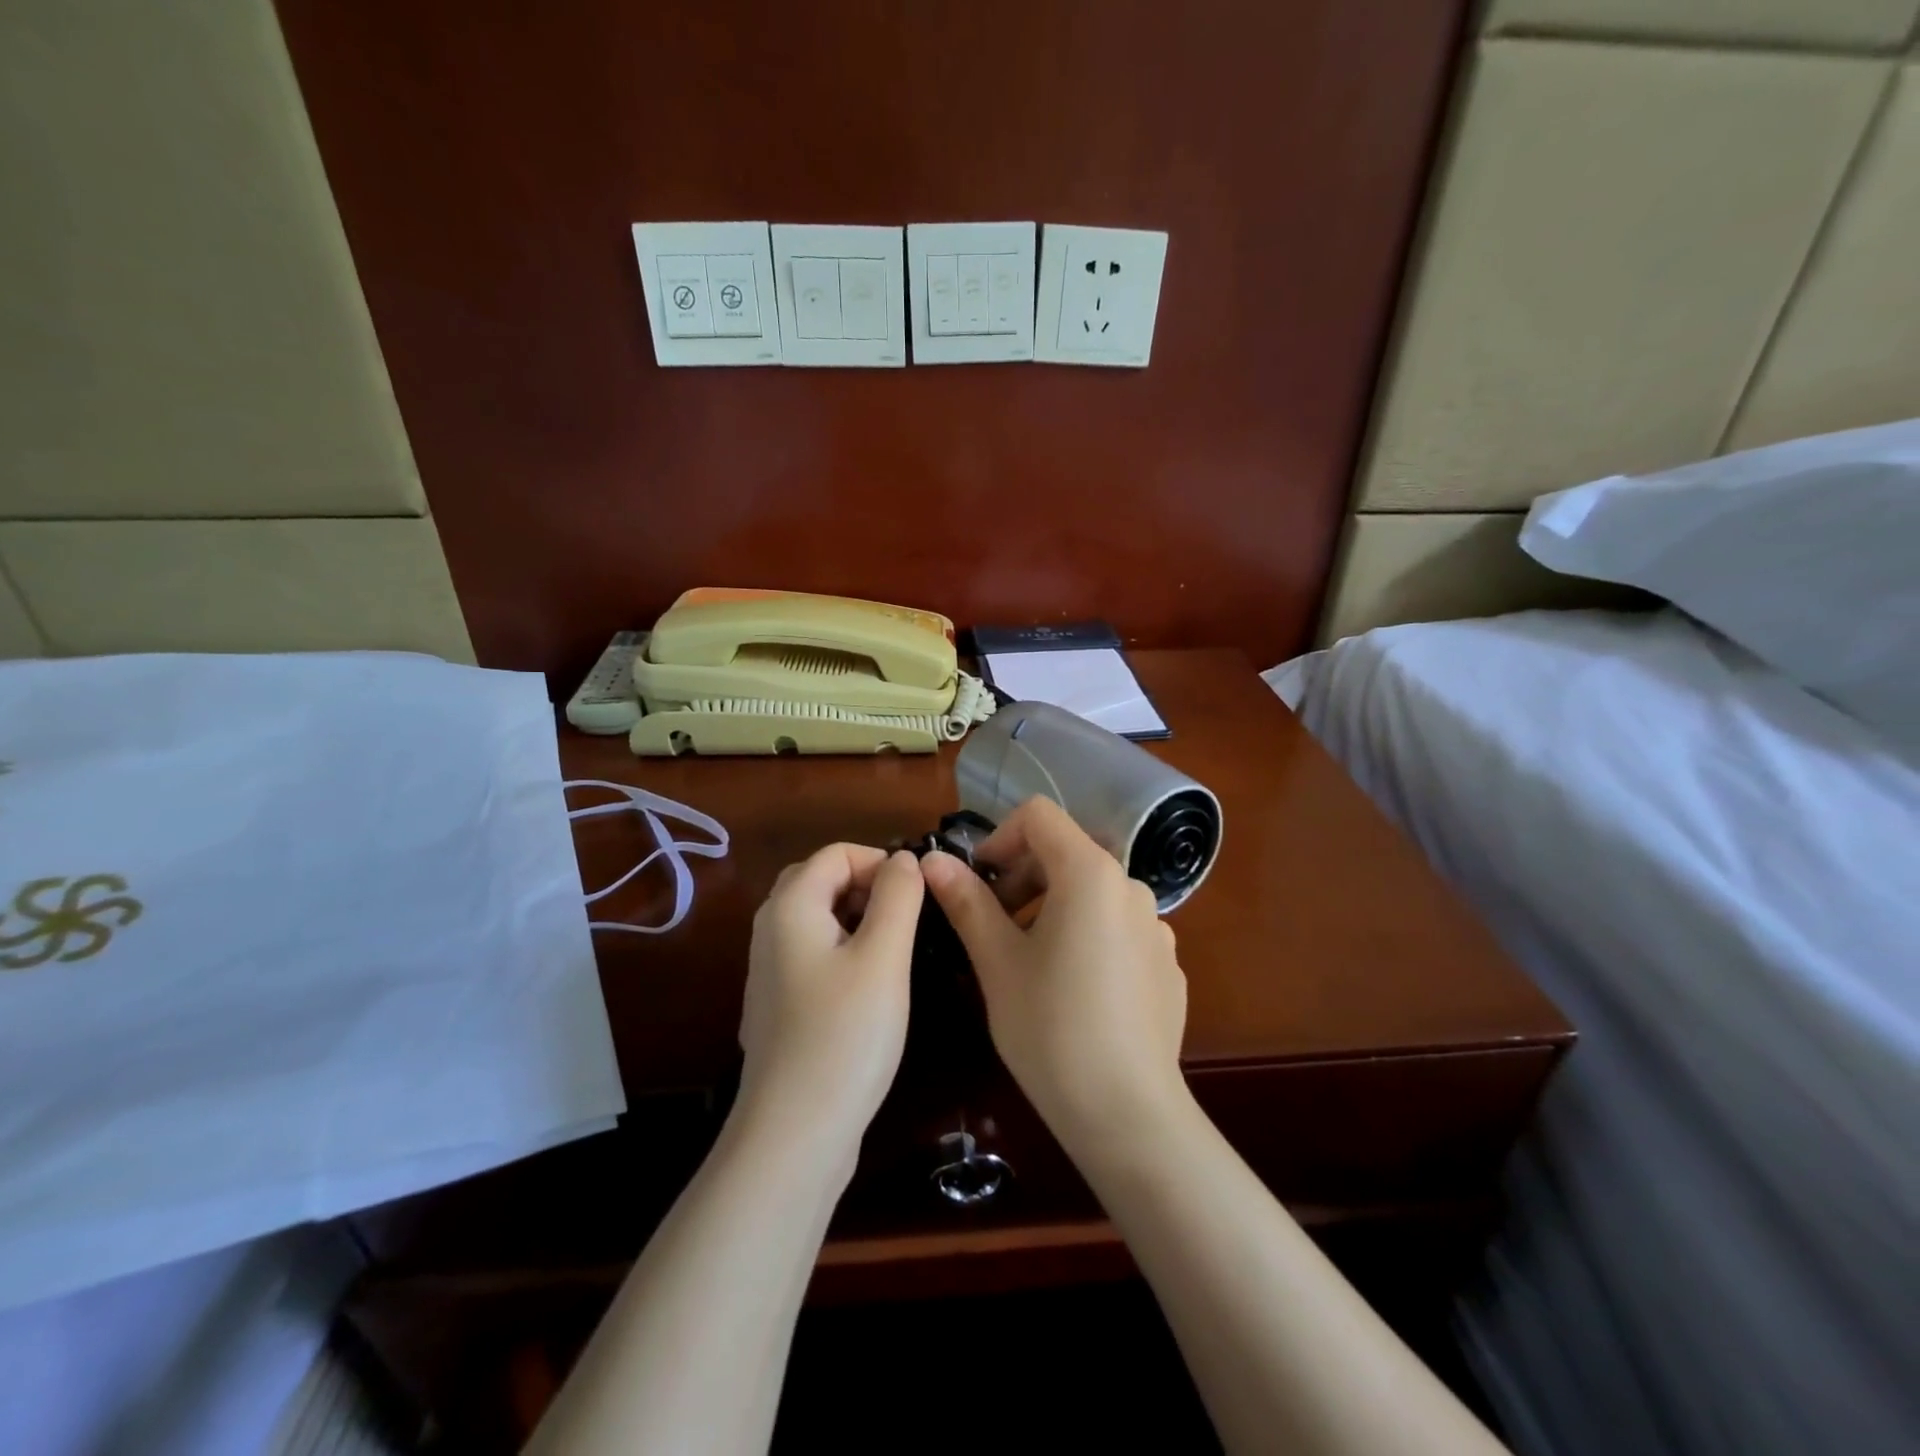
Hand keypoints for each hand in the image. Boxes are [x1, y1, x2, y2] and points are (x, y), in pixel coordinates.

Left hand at [738, 844, 923, 1156]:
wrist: (795, 1134)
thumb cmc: (845, 1034)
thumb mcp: (883, 956)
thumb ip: (898, 896)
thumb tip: (904, 859)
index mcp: (790, 907)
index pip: (836, 853)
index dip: (880, 861)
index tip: (917, 896)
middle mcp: (770, 929)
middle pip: (821, 880)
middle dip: (868, 886)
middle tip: (908, 920)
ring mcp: (769, 970)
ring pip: (818, 919)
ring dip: (858, 918)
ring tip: (897, 951)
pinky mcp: (778, 1005)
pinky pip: (813, 954)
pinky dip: (844, 950)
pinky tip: (870, 987)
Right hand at [920, 797, 1188, 1151]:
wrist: (1127, 1113)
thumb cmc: (1050, 1028)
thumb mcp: (996, 962)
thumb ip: (966, 901)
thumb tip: (933, 861)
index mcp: (1090, 873)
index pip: (1039, 816)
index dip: (999, 837)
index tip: (978, 883)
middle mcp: (1131, 887)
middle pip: (1066, 853)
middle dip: (1022, 877)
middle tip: (992, 926)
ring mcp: (1156, 927)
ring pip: (1091, 894)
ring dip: (1052, 908)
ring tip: (1027, 961)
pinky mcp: (1166, 964)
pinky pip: (1118, 930)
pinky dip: (1086, 938)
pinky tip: (1072, 992)